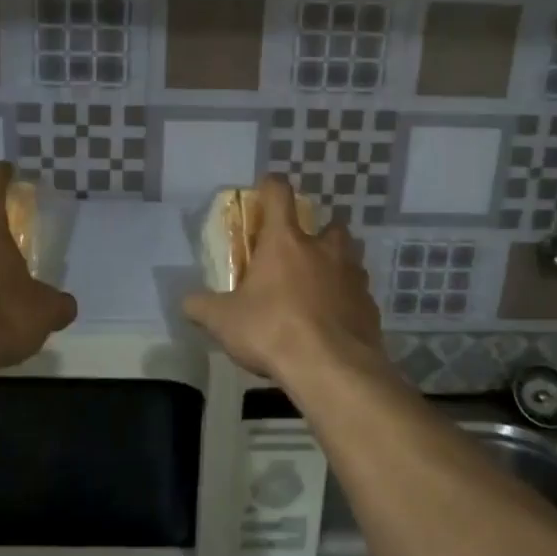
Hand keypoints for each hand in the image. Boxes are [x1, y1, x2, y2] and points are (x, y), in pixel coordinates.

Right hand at [184, 175, 383, 380]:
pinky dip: (348, 301)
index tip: (266, 190)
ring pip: (351, 257)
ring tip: (320, 287)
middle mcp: (323, 250)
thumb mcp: (223, 321)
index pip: (279, 194)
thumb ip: (201, 306)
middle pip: (330, 225)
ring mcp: (352, 277)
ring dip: (337, 265)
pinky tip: (335, 321)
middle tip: (301, 253)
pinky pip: (359, 294)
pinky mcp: (370, 306)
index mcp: (285, 242)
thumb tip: (187, 302)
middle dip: (318, 233)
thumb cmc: (272, 331)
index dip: (271, 186)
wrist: (332, 369)